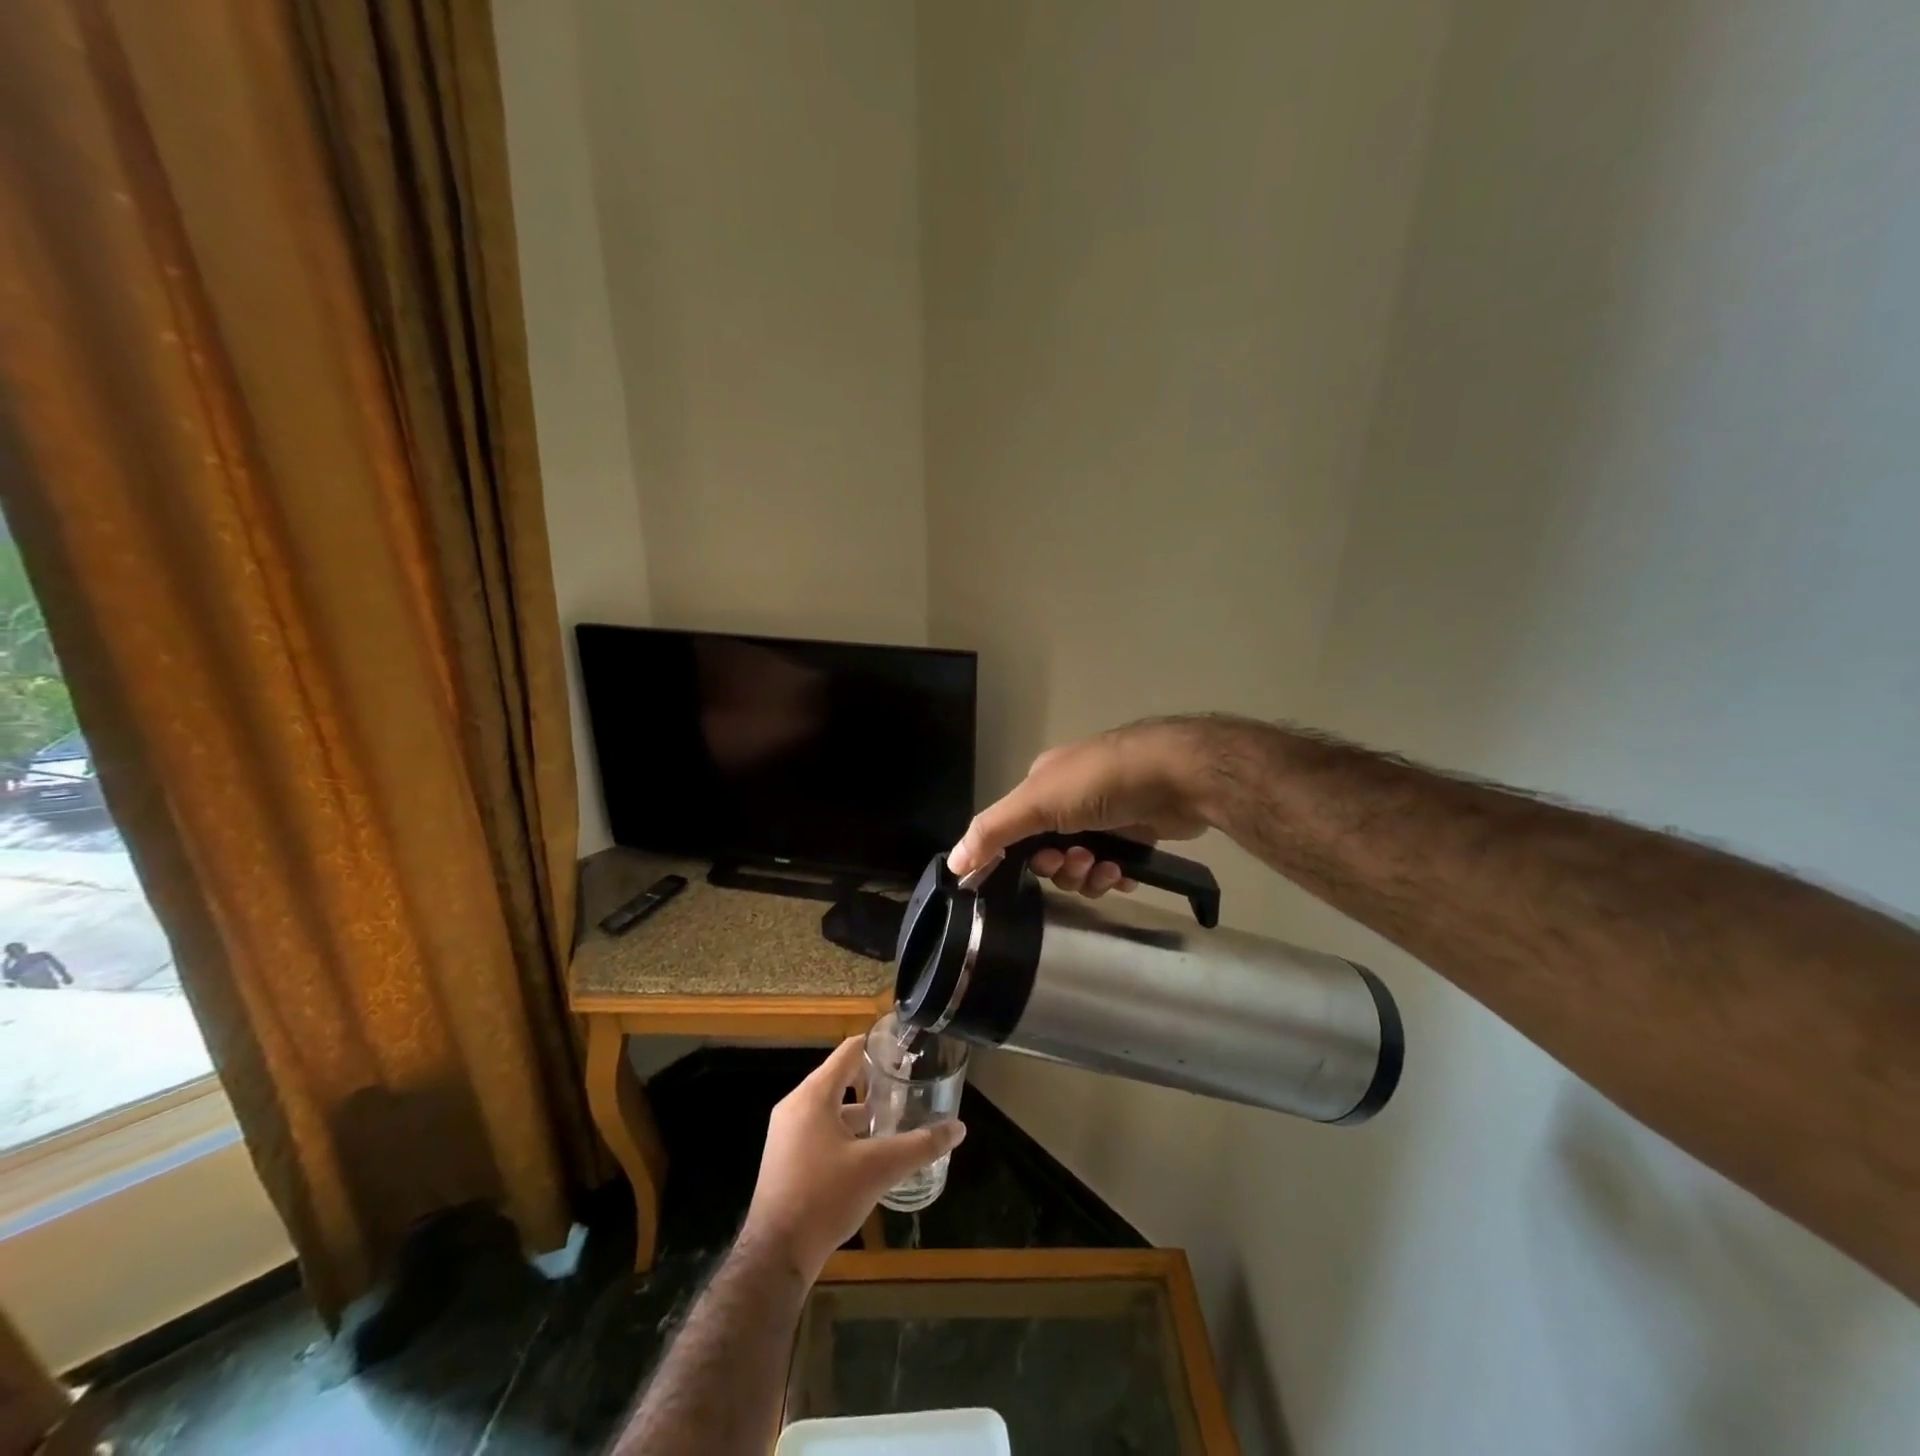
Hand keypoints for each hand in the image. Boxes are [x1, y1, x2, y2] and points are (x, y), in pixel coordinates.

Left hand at [741, 1036, 965, 1279]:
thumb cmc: (824, 1198)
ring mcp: (786, 1133)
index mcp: (814, 1095)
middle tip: (907, 1087)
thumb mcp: (878, 1168)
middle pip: (840, 1078)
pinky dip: (844, 1131)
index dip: (879, 1047)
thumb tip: (959, 1128)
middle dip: (874, 1081)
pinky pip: (819, 1129)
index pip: (849, 1051)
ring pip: (830, 1107)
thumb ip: (920, 1145)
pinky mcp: (785, 1158)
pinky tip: (868, 1153)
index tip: (907, 1051)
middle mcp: (795, 1106)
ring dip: (860, 1111)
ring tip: (894, 1120)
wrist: (775, 1256)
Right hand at [947, 716, 1219, 896]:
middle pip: (1047, 853)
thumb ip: (993, 831)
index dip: (1014, 856)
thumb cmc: (1101, 782)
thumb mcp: (1037, 803)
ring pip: (1079, 866)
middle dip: (1059, 866)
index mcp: (1042, 785)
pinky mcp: (1135, 835)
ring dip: (1087, 875)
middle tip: (1076, 860)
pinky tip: (1125, 874)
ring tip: (1106, 867)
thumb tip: (953, 864)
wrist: (1178, 777)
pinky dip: (1113, 876)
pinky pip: (1111, 869)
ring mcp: (1105, 817)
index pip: (1013, 830)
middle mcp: (1071, 799)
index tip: (1026, 871)